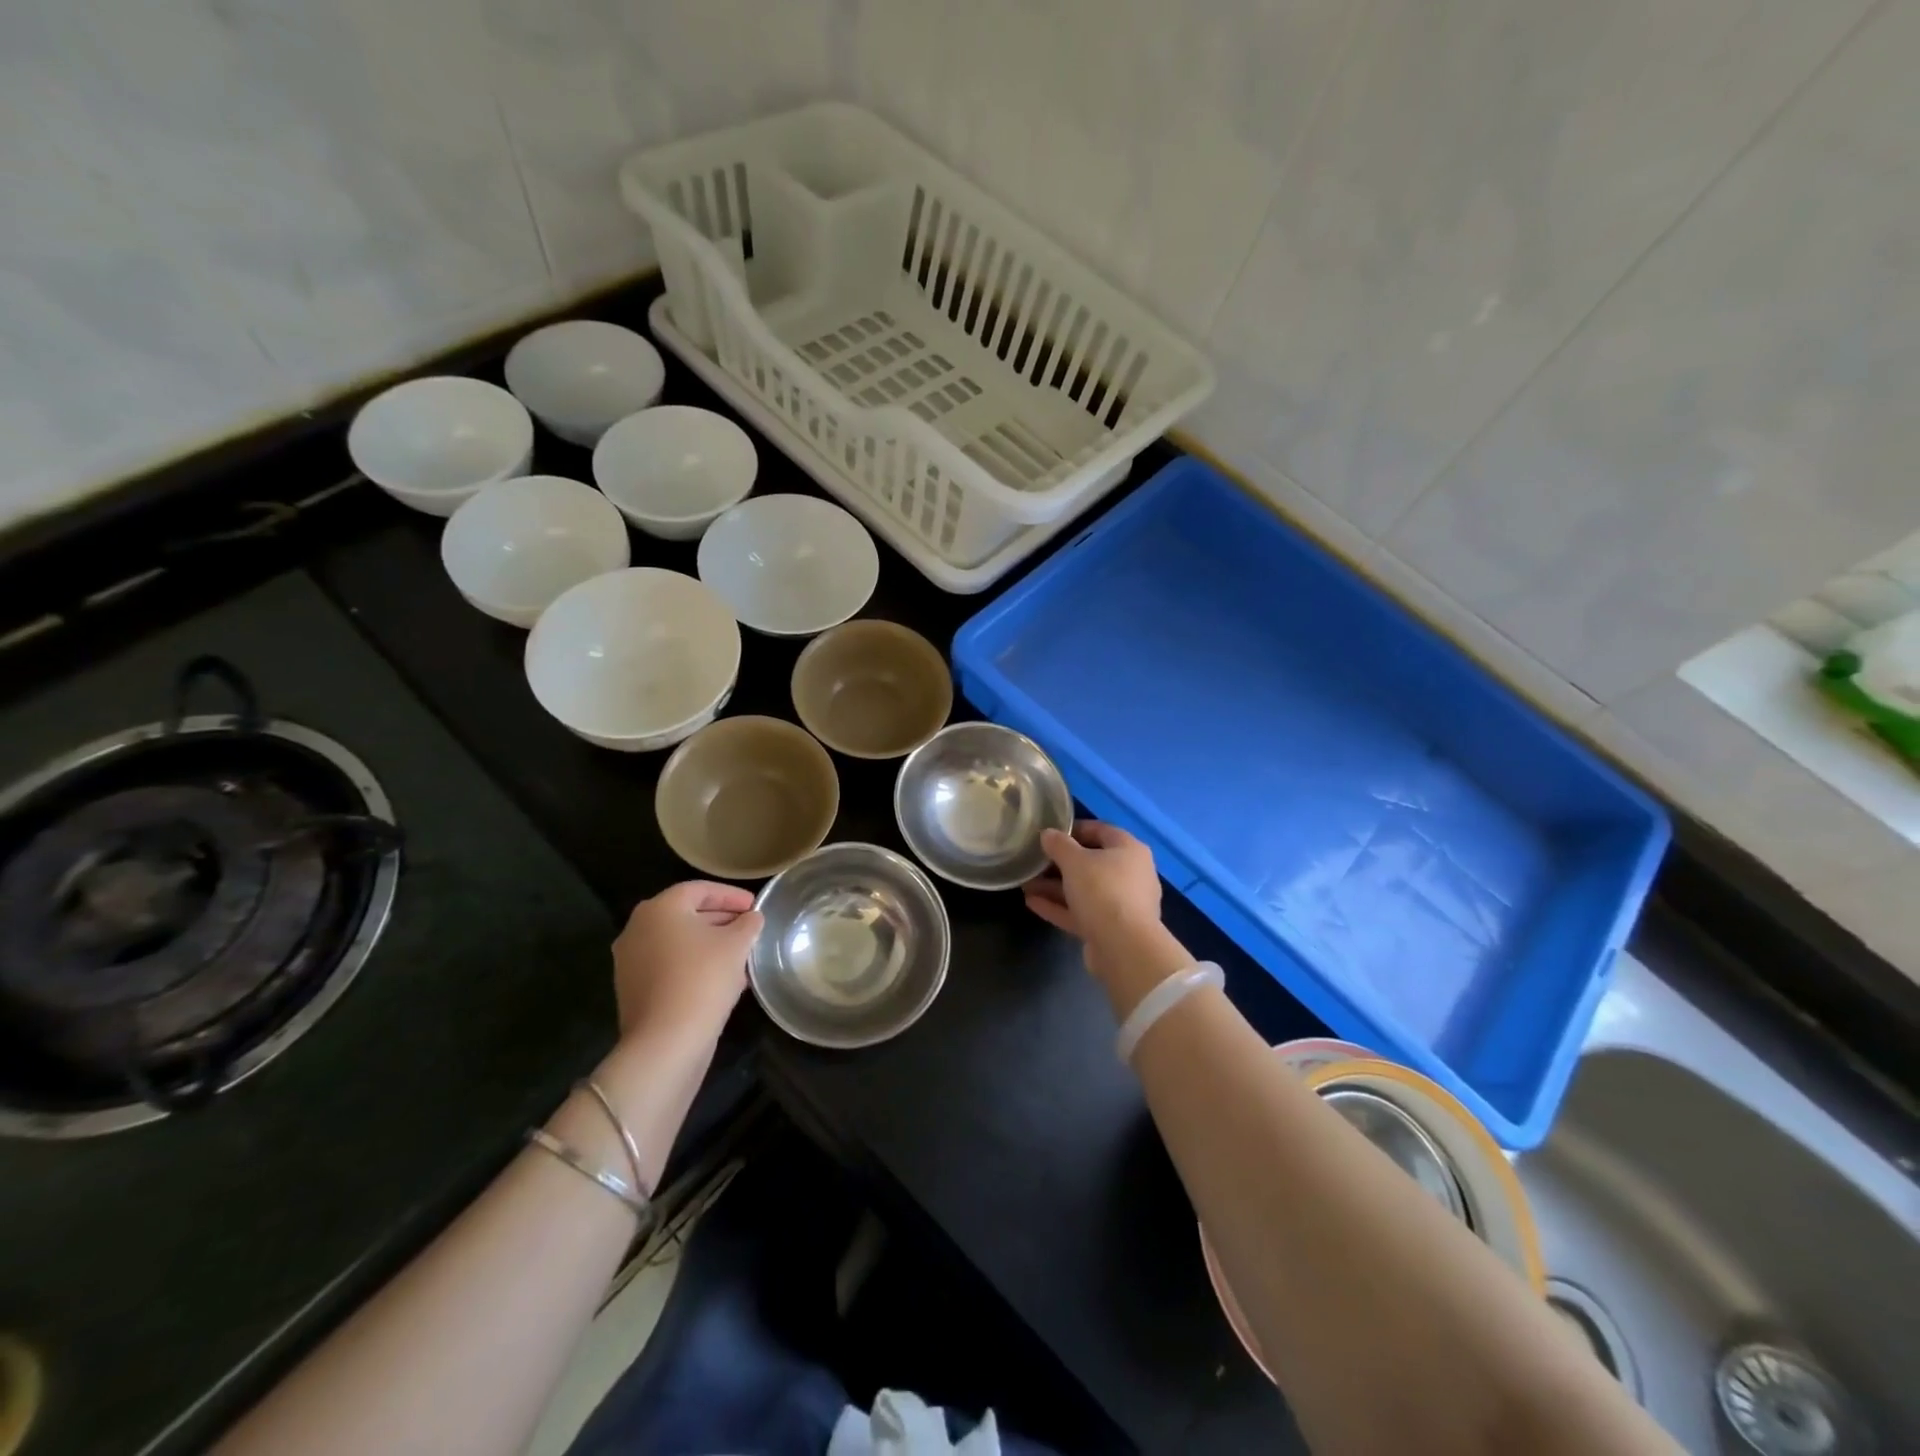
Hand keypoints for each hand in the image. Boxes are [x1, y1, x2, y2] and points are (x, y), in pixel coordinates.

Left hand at [611, 882, 760, 1043]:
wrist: (666, 1041)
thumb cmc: (703, 979)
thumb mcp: (737, 944)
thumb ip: (748, 924)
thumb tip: (752, 918)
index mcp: (659, 909)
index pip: (700, 890)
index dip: (731, 895)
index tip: (755, 906)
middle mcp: (637, 928)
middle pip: (686, 914)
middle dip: (721, 919)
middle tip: (749, 928)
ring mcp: (631, 960)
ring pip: (678, 942)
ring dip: (710, 944)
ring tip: (741, 955)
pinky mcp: (633, 988)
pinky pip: (669, 965)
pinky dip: (694, 964)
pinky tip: (722, 978)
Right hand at [1023, 821, 1162, 973]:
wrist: (1124, 948)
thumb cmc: (1102, 891)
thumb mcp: (1075, 861)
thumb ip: (1059, 845)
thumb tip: (1048, 834)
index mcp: (1129, 850)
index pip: (1101, 830)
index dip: (1074, 829)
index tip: (1049, 833)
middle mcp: (1130, 875)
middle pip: (1092, 862)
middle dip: (1060, 863)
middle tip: (1034, 861)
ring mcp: (1121, 904)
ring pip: (1084, 890)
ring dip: (1055, 887)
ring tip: (1026, 884)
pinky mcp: (1110, 929)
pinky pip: (1082, 912)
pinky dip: (1059, 906)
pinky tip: (1032, 902)